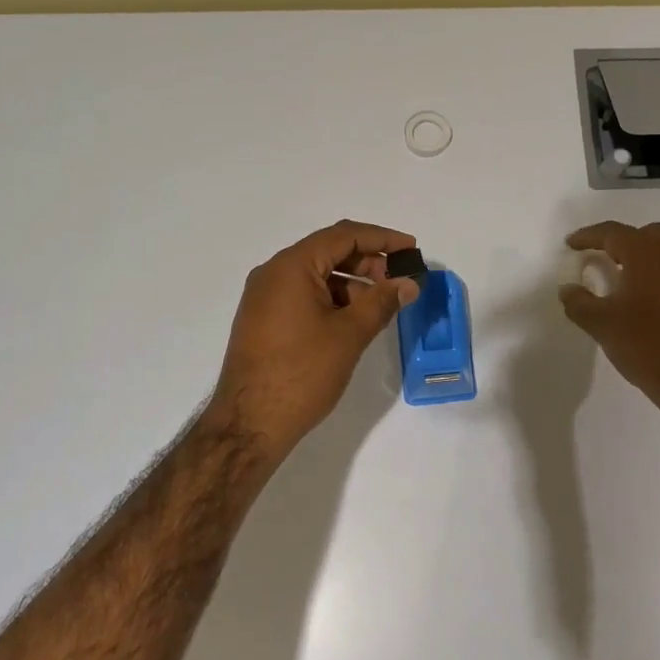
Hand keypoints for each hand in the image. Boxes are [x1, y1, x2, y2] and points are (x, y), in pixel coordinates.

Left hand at [210, 220, 419, 454]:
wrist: (249, 424)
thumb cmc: (302, 373)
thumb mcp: (349, 335)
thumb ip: (382, 302)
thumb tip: (409, 283)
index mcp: (291, 266)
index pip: (343, 235)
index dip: (382, 238)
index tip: (411, 249)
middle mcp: (273, 273)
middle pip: (328, 251)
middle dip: (368, 261)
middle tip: (399, 280)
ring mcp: (264, 297)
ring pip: (316, 275)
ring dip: (351, 282)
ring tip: (381, 304)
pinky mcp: (263, 319)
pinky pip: (302, 295)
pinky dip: (331, 299)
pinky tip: (353, 320)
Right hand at [558, 221, 659, 423]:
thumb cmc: (645, 344)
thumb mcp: (601, 324)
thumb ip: (579, 302)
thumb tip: (568, 289)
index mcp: (646, 255)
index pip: (613, 233)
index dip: (589, 236)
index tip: (571, 244)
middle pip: (646, 234)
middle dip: (621, 240)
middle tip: (601, 255)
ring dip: (641, 256)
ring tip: (620, 276)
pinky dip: (656, 273)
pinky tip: (641, 297)